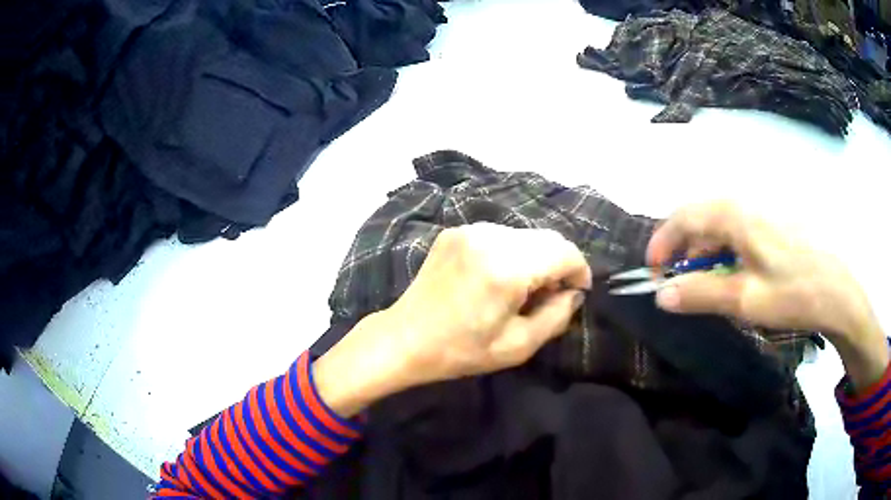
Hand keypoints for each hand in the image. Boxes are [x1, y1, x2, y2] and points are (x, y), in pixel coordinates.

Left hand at [314, 223, 591, 416]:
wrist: (405, 338)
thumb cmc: (461, 350)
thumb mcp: (517, 346)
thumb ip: (557, 316)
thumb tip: (574, 293)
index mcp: (506, 267)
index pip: (565, 252)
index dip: (579, 272)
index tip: (576, 294)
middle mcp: (490, 237)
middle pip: (548, 238)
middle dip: (559, 264)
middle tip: (551, 296)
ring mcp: (470, 229)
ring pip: (526, 235)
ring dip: (536, 258)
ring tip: (524, 289)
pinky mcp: (456, 231)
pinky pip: (501, 236)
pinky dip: (513, 253)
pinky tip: (499, 278)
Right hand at [647, 201, 886, 388]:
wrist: (838, 293)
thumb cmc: (793, 294)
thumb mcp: (745, 300)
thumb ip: (701, 294)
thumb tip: (661, 296)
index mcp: (737, 215)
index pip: (685, 216)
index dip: (663, 241)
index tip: (652, 271)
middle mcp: (747, 203)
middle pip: (701, 216)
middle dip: (683, 248)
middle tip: (679, 282)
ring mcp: (763, 211)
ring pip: (721, 223)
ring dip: (705, 251)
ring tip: (708, 284)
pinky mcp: (775, 222)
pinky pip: (739, 229)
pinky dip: (726, 250)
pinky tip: (735, 274)